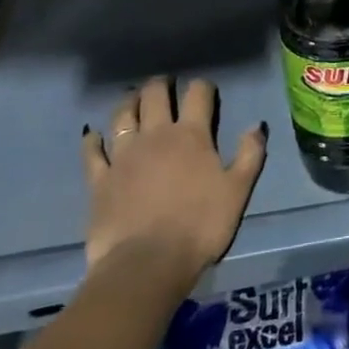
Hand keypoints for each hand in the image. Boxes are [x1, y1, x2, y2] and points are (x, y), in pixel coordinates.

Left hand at [81, 78, 265, 283]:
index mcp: (192, 135)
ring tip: (133, 99)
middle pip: (155, 96)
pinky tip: (92, 134)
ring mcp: (123, 156)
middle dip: (161, 85)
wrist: (147, 263)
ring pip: (122, 116)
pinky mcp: (99, 180)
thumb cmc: (201, 225)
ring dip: (128, 103)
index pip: (198, 94)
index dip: (203, 86)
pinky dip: (92, 140)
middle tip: (165, 84)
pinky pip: (92, 152)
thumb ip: (250, 154)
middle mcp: (156, 136)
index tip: (205, 88)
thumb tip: (256, 125)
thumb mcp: (238, 190)